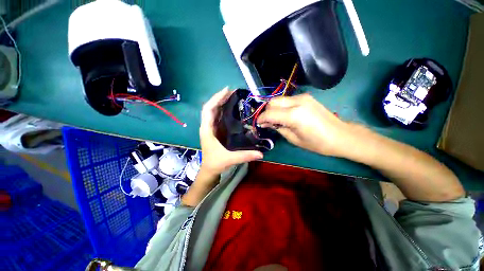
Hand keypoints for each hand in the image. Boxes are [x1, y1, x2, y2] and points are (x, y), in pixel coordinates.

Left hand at [199, 87, 262, 175]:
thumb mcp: (229, 159)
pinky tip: (231, 107)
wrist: (209, 169)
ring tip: (232, 96)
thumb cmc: (215, 163)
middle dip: (220, 98)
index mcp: (207, 130)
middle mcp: (207, 126)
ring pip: (214, 111)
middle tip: (233, 91)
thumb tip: (261, 153)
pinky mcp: (215, 130)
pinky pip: (218, 116)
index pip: (208, 109)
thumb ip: (244, 156)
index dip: (216, 99)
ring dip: (221, 102)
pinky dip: (223, 110)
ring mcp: (211, 128)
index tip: (226, 91)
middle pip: (211, 107)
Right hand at [257, 94, 353, 156]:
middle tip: (267, 122)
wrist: (341, 135)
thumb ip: (279, 128)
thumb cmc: (318, 143)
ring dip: (274, 108)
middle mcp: (297, 102)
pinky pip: (287, 100)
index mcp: (294, 115)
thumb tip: (268, 123)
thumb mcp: (294, 139)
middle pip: (272, 102)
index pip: (269, 113)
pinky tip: (285, 115)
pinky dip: (282, 107)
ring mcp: (303, 97)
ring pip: (279, 99)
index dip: (261, 118)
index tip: (258, 123)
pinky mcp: (306, 97)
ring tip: (275, 119)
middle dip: (266, 111)